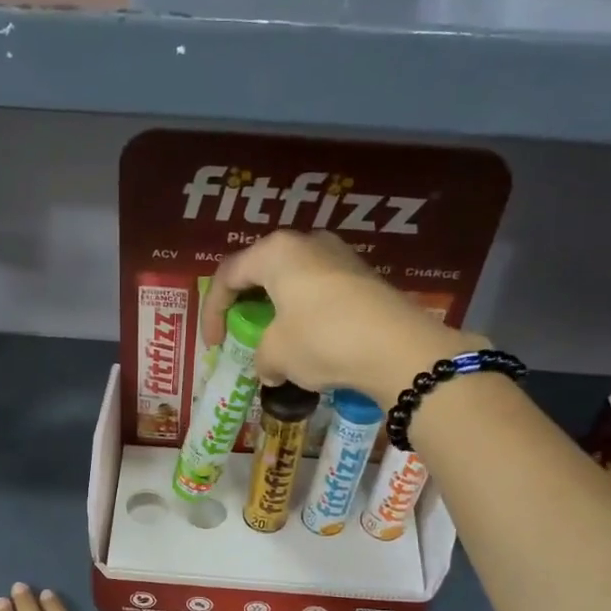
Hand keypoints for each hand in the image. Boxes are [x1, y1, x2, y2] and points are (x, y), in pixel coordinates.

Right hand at [199, 230, 479, 404]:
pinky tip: (310, 344)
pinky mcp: (364, 277)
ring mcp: (340, 256)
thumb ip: (261, 357)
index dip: (213, 312)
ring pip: (293, 282)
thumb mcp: (277, 354)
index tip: (215, 346)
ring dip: (278, 312)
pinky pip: (320, 293)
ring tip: (277, 343)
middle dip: (247, 306)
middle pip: (262, 271)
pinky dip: (305, 316)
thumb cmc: (322, 340)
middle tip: (241, 335)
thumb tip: (270, 367)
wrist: (398, 348)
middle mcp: (307, 243)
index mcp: (275, 252)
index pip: (228, 275)